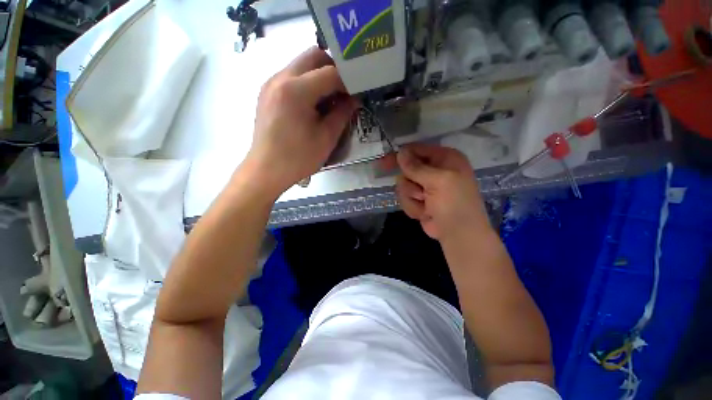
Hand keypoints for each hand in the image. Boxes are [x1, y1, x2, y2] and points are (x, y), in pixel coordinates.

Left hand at [241, 47, 358, 197]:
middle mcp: (280, 78)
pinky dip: (306, 83)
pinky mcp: (267, 92)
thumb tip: (354, 99)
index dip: (348, 80)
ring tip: (329, 100)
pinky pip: (291, 76)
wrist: (266, 170)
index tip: (358, 91)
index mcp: (296, 91)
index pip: (330, 72)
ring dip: (319, 75)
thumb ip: (343, 114)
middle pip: (313, 55)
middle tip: (343, 91)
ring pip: (301, 64)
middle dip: (333, 69)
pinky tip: (312, 104)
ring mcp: (271, 83)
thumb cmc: (298, 158)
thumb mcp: (326, 138)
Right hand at [390, 143, 489, 241]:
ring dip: (412, 197)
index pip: (417, 149)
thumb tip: (400, 152)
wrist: (458, 235)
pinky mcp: (418, 199)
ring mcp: (425, 186)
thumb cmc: (454, 204)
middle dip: (410, 183)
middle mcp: (434, 170)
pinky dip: (413, 206)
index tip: (385, 162)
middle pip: (406, 168)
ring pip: (403, 185)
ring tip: (426, 204)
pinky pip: (404, 198)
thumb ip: (416, 167)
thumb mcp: (438, 181)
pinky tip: (425, 213)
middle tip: (418, 193)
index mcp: (445, 158)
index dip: (401, 155)